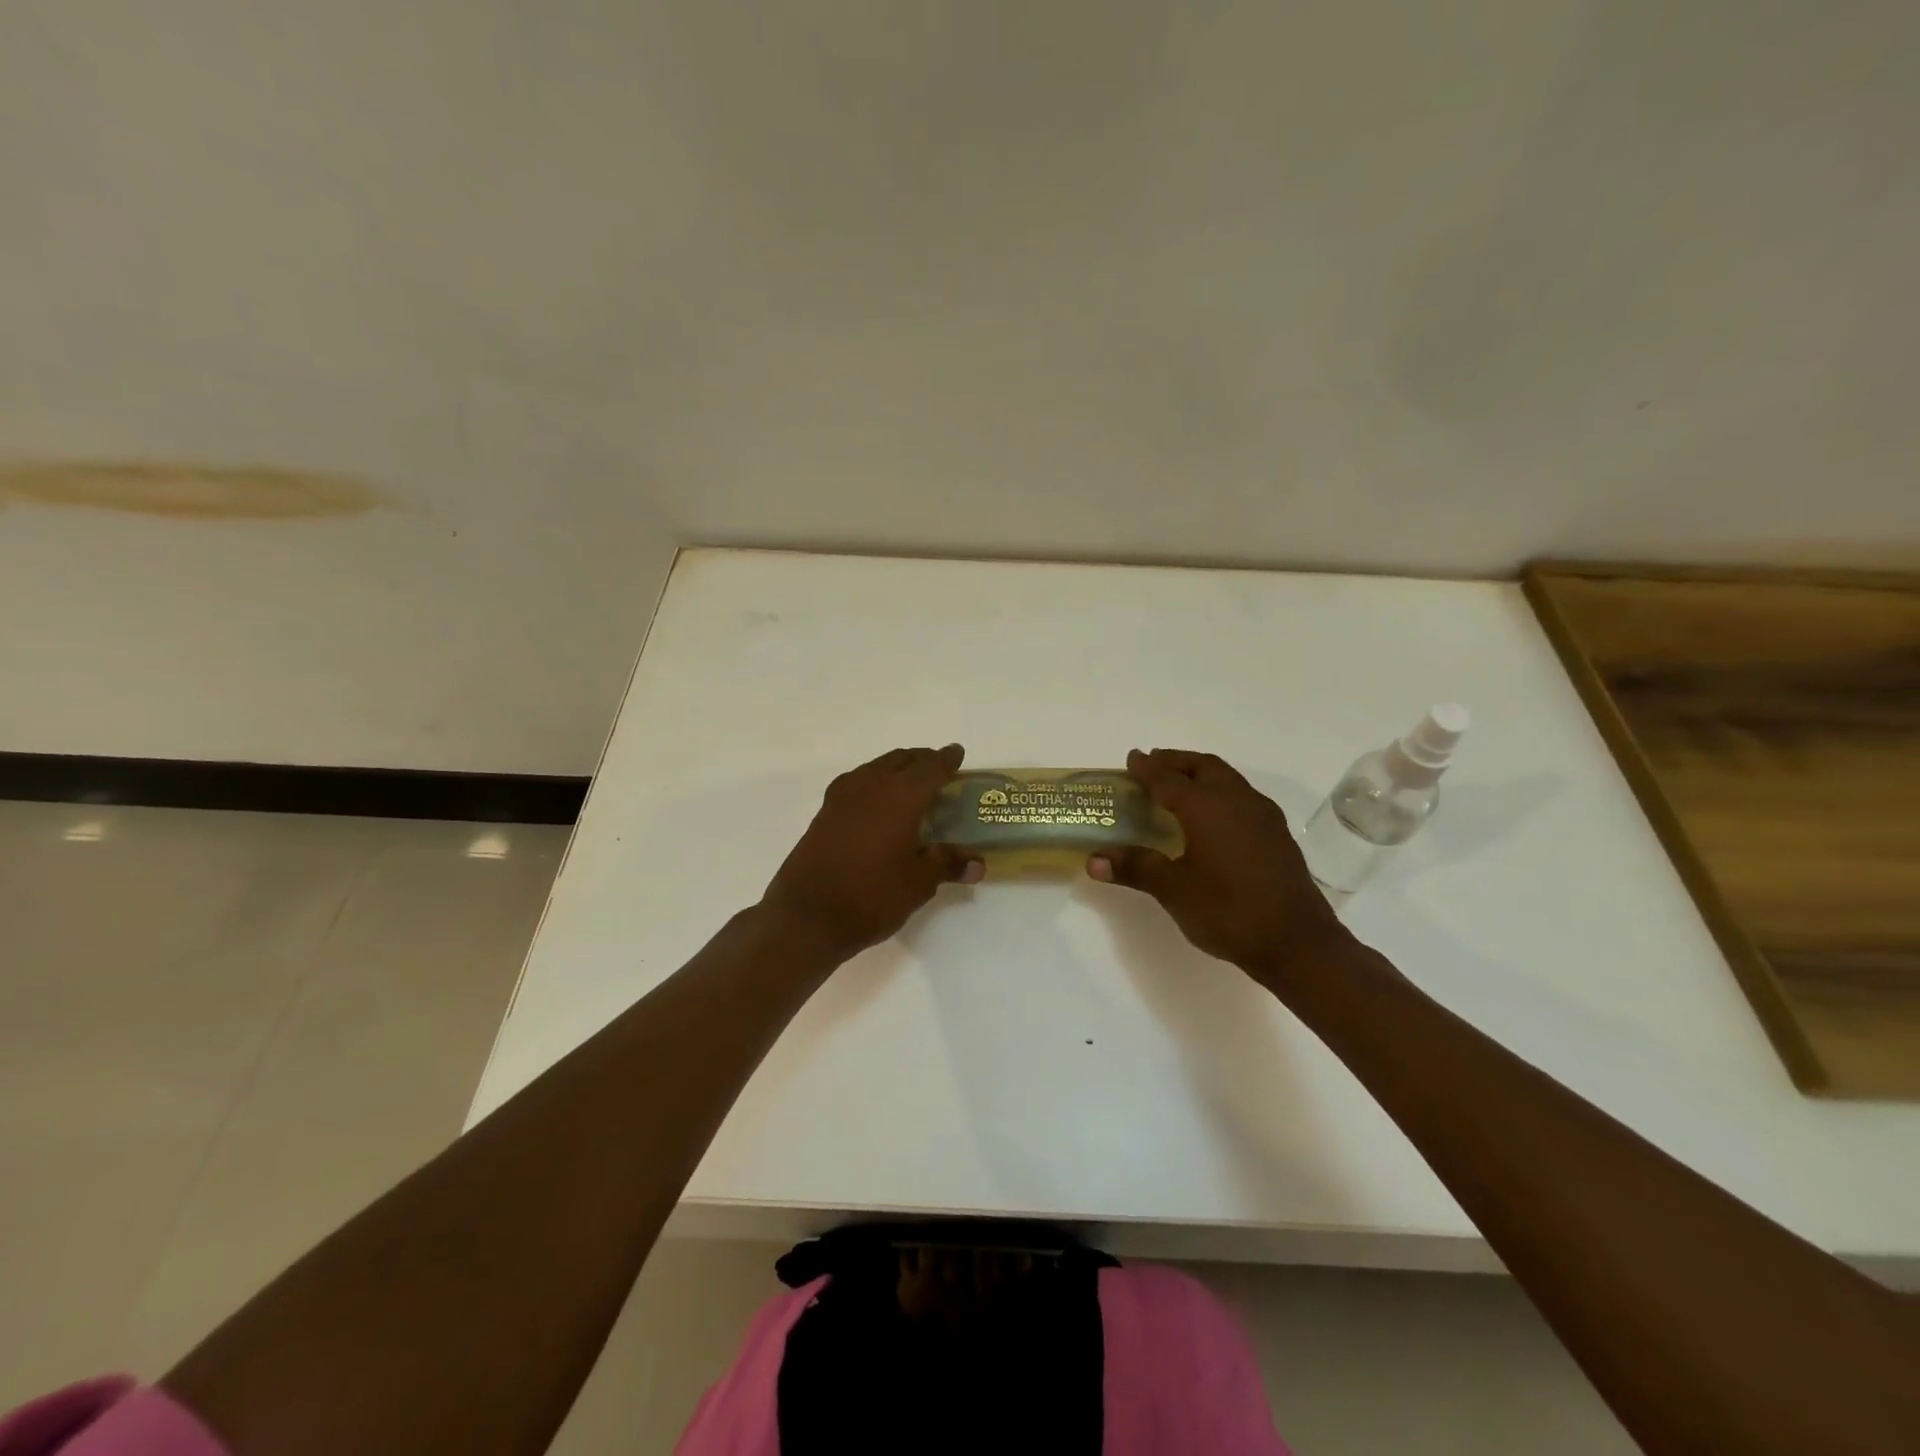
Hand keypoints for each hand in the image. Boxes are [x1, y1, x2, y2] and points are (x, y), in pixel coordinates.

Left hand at [762, 745, 983, 959]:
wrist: (807, 915)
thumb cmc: (872, 896)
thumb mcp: (918, 883)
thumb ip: (947, 864)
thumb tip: (978, 863)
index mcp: (901, 796)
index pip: (931, 767)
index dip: (947, 759)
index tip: (957, 753)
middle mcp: (872, 785)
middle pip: (902, 759)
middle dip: (922, 760)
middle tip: (938, 769)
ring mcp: (843, 796)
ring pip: (877, 767)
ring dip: (897, 767)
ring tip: (910, 783)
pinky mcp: (825, 812)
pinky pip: (858, 781)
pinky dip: (875, 781)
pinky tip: (877, 802)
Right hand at [1088, 748, 1355, 984]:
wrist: (1298, 943)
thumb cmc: (1229, 911)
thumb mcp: (1174, 890)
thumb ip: (1136, 868)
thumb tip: (1093, 860)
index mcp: (1207, 807)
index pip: (1169, 778)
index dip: (1147, 767)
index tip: (1131, 757)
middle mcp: (1236, 800)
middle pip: (1203, 766)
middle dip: (1176, 762)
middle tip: (1153, 766)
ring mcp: (1262, 815)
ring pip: (1227, 778)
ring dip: (1200, 774)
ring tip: (1179, 787)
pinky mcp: (1277, 833)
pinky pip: (1241, 796)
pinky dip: (1219, 792)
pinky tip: (1213, 818)